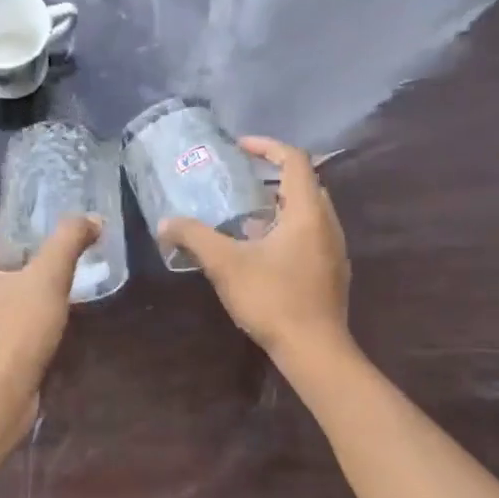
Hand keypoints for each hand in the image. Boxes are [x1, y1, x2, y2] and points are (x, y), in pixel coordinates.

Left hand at [0, 215, 99, 405]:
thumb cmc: (17, 328)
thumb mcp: (49, 276)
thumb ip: (68, 241)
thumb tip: (92, 218)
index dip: (24, 252)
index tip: (50, 263)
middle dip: (26, 281)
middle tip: (57, 287)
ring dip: (22, 310)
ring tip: (53, 315)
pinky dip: (16, 337)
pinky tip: (39, 345)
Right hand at [158, 136, 350, 360]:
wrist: (314, 350)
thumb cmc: (272, 299)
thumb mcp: (225, 264)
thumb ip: (194, 237)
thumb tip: (165, 223)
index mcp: (307, 212)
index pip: (294, 160)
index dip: (266, 147)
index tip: (239, 148)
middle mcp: (327, 224)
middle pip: (304, 184)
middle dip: (271, 177)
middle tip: (239, 182)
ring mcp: (334, 249)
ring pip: (307, 212)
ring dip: (278, 206)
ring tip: (244, 217)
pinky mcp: (332, 272)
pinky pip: (310, 235)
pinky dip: (286, 230)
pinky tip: (260, 252)